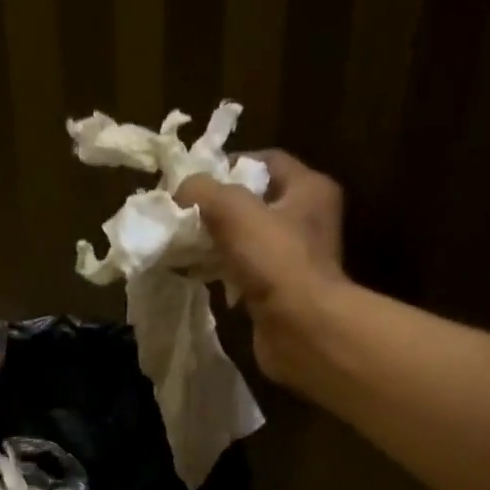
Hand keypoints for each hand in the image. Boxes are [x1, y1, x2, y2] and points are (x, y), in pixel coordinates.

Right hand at [175, 151, 348, 385]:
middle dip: (218, 207)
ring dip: (217, 241)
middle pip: (254, 201)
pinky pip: (246, 271)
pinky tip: (200, 275)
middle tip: (184, 213)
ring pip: (248, 239)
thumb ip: (202, 191)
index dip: (229, 165)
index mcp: (309, 188)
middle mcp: (308, 219)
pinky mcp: (281, 291)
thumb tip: (180, 190)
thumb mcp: (233, 211)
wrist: (301, 329)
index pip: (266, 161)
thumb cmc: (275, 261)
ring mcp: (295, 258)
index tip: (194, 181)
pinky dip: (223, 271)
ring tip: (186, 244)